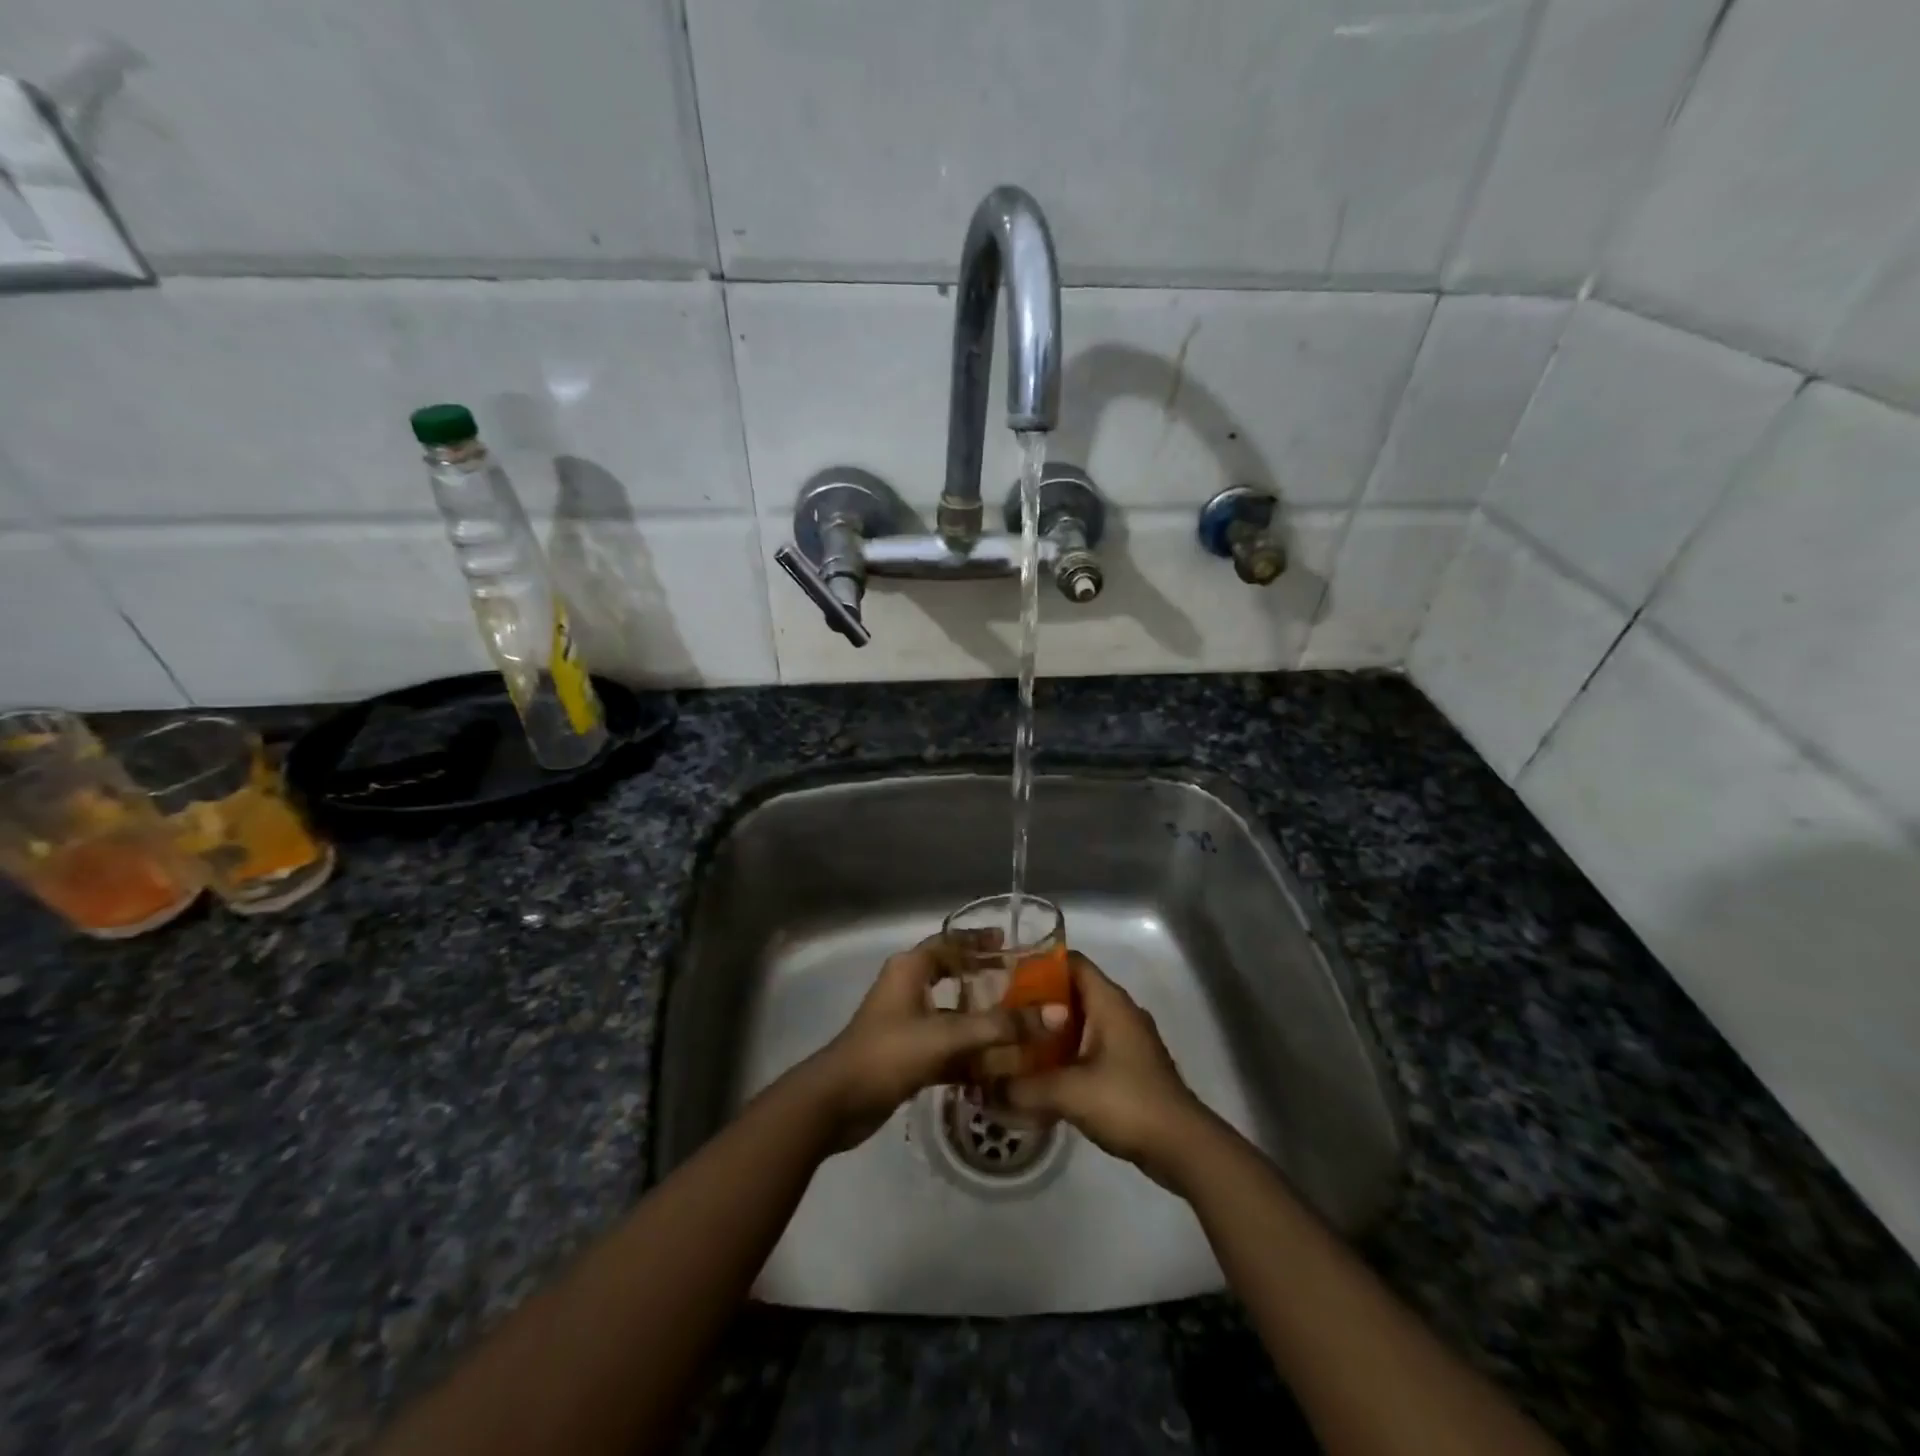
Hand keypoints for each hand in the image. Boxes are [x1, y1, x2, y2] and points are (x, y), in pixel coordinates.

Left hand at [801, 933, 1028, 1151]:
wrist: (837, 1102)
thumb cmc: (889, 1053)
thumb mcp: (946, 1036)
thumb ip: (999, 1027)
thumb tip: (1052, 1015)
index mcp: (911, 969)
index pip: (950, 942)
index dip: (979, 940)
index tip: (1012, 944)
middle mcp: (907, 988)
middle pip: (953, 974)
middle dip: (985, 978)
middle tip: (1022, 984)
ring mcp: (906, 1022)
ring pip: (952, 1012)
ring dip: (981, 1019)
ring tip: (1020, 1023)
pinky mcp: (907, 1053)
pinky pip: (946, 1044)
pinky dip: (969, 1052)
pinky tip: (999, 1065)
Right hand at [1003, 953, 1209, 1190]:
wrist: (1182, 1146)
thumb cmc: (1127, 1102)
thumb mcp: (1069, 1092)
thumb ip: (1024, 1087)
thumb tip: (985, 1089)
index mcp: (1109, 1002)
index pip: (1072, 963)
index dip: (1039, 965)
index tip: (1006, 978)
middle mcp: (1119, 1012)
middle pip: (1073, 992)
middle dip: (1038, 1003)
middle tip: (1003, 1016)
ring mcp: (1127, 1040)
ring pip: (1081, 1023)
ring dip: (1052, 1032)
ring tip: (1015, 1044)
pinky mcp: (1129, 1067)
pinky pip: (1091, 1047)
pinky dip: (1067, 1054)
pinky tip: (1042, 1074)